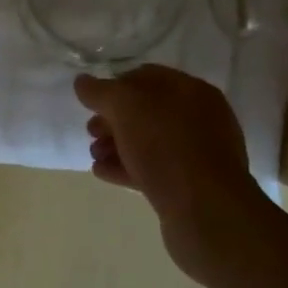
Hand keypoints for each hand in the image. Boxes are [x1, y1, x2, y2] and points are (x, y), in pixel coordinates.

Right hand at [74, 64, 264, 279]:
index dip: (115, 85)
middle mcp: (198, 118)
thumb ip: (100, 91)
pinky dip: (126, 167)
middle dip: (113, 119)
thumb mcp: (126, 107)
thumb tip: (82, 82)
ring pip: (148, 141)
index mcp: (191, 91)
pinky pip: (152, 168)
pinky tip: (103, 172)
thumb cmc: (166, 146)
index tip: (91, 102)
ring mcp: (197, 154)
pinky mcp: (189, 185)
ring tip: (94, 155)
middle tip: (91, 131)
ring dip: (116, 145)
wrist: (205, 211)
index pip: (146, 76)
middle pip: (146, 111)